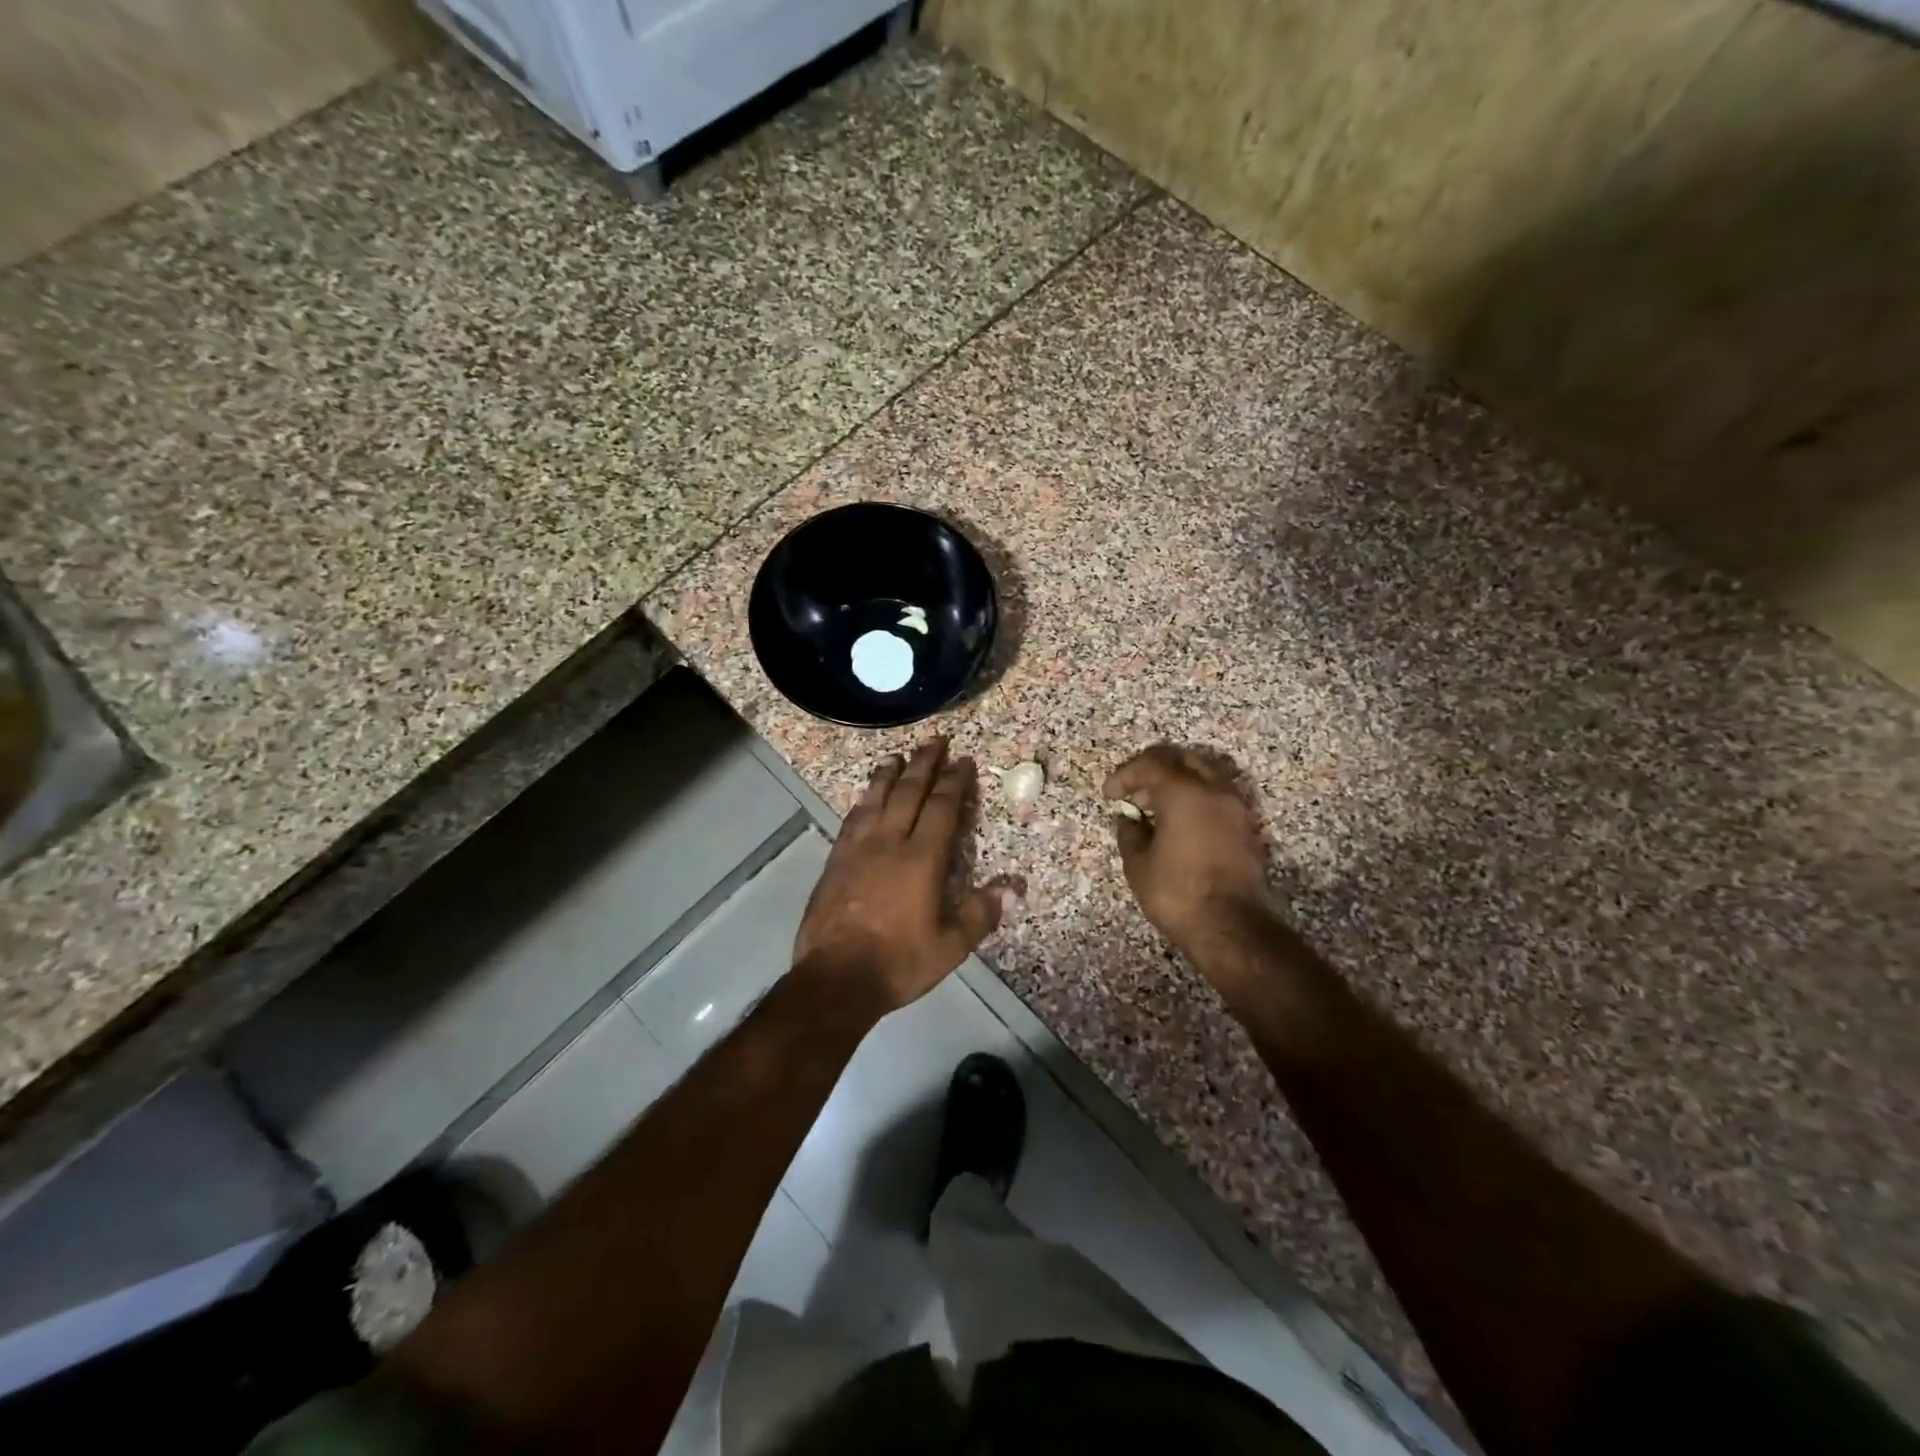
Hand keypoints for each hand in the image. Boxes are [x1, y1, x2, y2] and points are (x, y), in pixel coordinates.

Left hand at [795, 739, 1013, 1012]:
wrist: (836, 977)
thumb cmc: (899, 961)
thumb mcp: (951, 945)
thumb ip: (982, 913)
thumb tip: (1014, 888)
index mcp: (921, 858)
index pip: (941, 808)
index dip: (954, 781)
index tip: (963, 761)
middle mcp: (889, 842)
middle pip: (908, 792)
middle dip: (924, 764)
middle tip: (935, 741)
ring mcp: (858, 848)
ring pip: (876, 799)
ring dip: (889, 774)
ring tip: (897, 756)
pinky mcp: (835, 860)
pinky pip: (852, 819)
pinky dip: (864, 801)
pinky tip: (865, 797)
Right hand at [1103, 744, 1269, 952]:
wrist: (1231, 927)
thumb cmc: (1177, 893)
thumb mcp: (1138, 864)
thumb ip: (1130, 833)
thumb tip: (1129, 820)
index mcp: (1184, 792)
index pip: (1150, 764)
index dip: (1125, 775)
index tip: (1110, 795)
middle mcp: (1214, 790)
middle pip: (1182, 759)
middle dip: (1154, 769)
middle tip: (1135, 792)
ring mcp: (1236, 807)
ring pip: (1205, 774)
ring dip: (1178, 782)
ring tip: (1157, 808)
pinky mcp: (1247, 827)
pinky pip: (1218, 796)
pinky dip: (1197, 798)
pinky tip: (1181, 824)